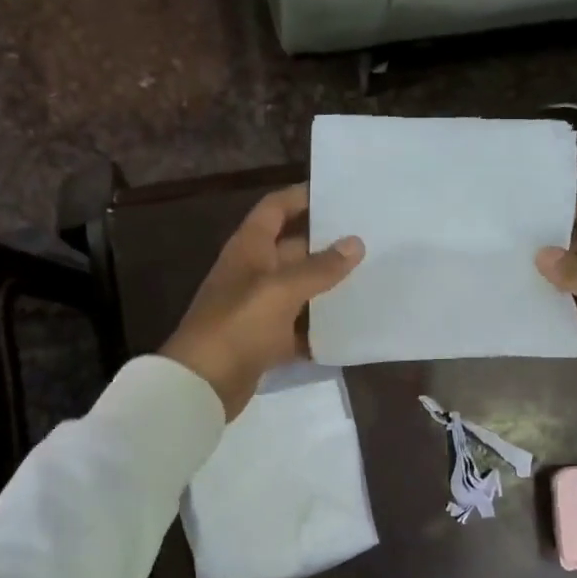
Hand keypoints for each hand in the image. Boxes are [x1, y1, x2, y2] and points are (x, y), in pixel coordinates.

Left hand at [161, 184, 364, 419]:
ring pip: (299, 290)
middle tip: (372, 240)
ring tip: (372, 279)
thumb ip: (320, 267)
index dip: (302, 197)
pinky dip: (319, 328)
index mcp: (249, 248)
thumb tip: (355, 243)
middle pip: (293, 249)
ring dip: (328, 287)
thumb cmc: (239, 324)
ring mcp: (259, 308)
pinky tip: (351, 327)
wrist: (203, 383)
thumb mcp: (282, 290)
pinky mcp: (265, 341)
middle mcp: (253, 272)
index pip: (275, 209)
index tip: (339, 194)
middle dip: (328, 245)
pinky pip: (298, 327)